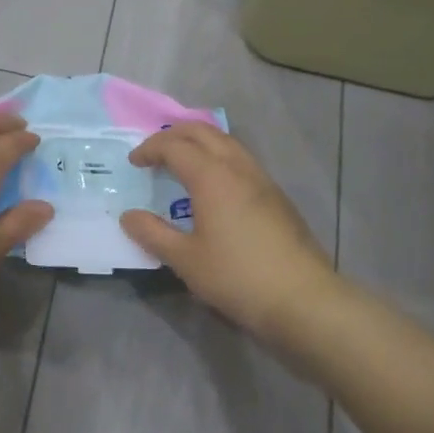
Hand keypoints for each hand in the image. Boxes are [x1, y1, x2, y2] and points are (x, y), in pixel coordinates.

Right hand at [119, 123, 334, 336]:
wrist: (304, 300)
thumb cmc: (238, 277)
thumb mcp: (185, 260)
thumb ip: (153, 234)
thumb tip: (128, 216)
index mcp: (212, 176)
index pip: (174, 146)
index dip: (150, 149)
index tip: (134, 163)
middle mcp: (238, 168)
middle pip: (203, 132)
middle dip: (174, 135)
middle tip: (154, 152)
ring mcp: (262, 180)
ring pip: (226, 143)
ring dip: (199, 143)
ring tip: (182, 163)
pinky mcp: (277, 197)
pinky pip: (241, 161)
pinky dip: (219, 158)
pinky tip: (214, 186)